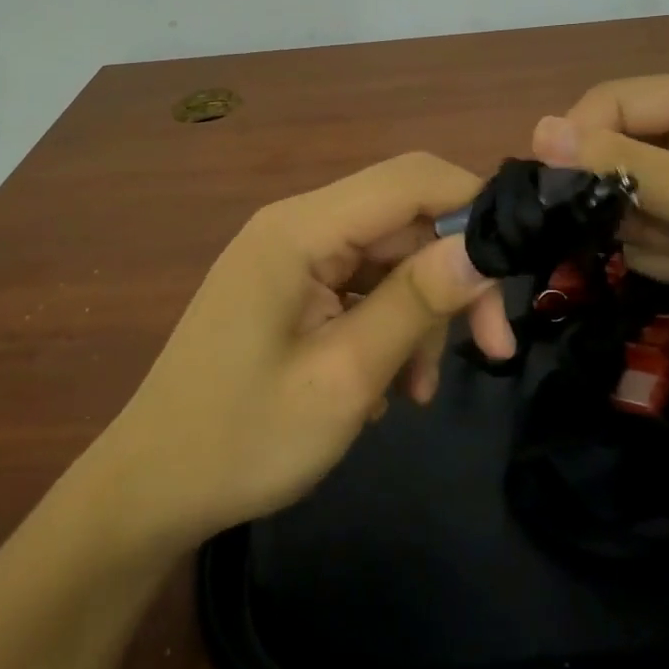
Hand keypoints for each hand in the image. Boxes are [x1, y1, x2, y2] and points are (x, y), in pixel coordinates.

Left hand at [96, 153, 515, 543]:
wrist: (152, 489)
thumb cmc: (243, 439)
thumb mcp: (344, 377)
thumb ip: (416, 303)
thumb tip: (484, 247)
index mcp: (299, 229)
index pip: (410, 178)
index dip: (473, 205)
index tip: (517, 266)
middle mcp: (296, 226)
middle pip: (403, 222)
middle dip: (452, 279)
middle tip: (491, 349)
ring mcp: (291, 258)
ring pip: (389, 259)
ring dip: (419, 316)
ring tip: (417, 390)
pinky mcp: (291, 289)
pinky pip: (361, 288)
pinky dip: (388, 328)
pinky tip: (387, 388)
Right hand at [533, 70, 668, 360]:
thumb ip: (622, 163)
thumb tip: (538, 130)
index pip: (614, 102)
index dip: (580, 141)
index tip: (555, 189)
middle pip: (616, 151)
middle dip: (624, 199)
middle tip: (648, 228)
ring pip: (626, 197)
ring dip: (647, 232)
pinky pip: (648, 230)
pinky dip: (666, 254)